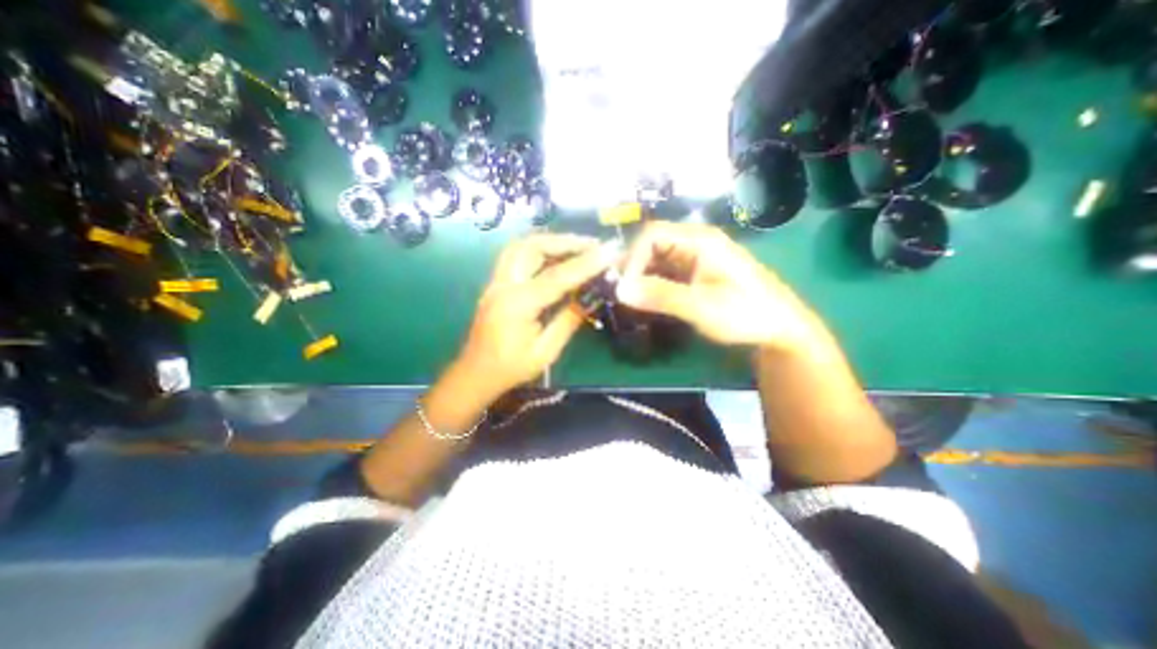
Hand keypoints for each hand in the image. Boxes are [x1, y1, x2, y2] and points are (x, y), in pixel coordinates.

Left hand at [455, 234, 618, 395]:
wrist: (476, 374)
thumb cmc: (510, 369)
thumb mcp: (545, 352)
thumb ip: (568, 322)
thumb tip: (590, 299)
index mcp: (517, 305)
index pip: (556, 276)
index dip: (585, 263)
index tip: (609, 252)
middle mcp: (503, 285)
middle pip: (532, 247)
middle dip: (565, 242)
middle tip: (593, 245)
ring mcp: (496, 282)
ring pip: (521, 246)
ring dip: (550, 241)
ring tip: (577, 246)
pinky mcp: (496, 284)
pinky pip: (516, 255)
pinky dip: (539, 249)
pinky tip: (556, 256)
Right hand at [618, 223, 816, 353]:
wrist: (778, 329)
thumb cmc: (744, 313)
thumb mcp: (701, 306)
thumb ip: (660, 296)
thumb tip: (620, 290)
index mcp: (700, 240)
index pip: (652, 235)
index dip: (633, 258)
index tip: (625, 287)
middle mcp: (695, 242)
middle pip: (652, 244)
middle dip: (633, 267)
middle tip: (621, 293)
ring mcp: (695, 257)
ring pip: (656, 259)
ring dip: (640, 276)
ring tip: (628, 298)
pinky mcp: (695, 273)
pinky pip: (665, 272)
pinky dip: (652, 284)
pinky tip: (645, 299)